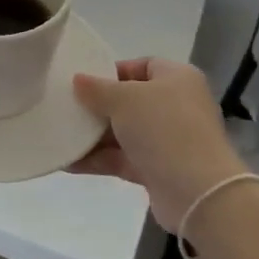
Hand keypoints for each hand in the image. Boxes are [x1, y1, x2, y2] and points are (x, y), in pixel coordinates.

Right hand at [70, 58, 247, 229]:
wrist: (198, 193)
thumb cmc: (163, 129)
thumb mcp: (124, 99)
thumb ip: (97, 89)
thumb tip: (78, 80)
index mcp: (177, 79)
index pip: (142, 66)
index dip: (112, 71)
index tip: (84, 82)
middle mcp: (176, 106)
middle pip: (130, 101)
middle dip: (98, 106)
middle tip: (67, 107)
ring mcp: (168, 140)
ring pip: (124, 132)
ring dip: (94, 135)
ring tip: (60, 134)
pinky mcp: (159, 170)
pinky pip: (123, 159)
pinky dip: (99, 159)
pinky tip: (69, 162)